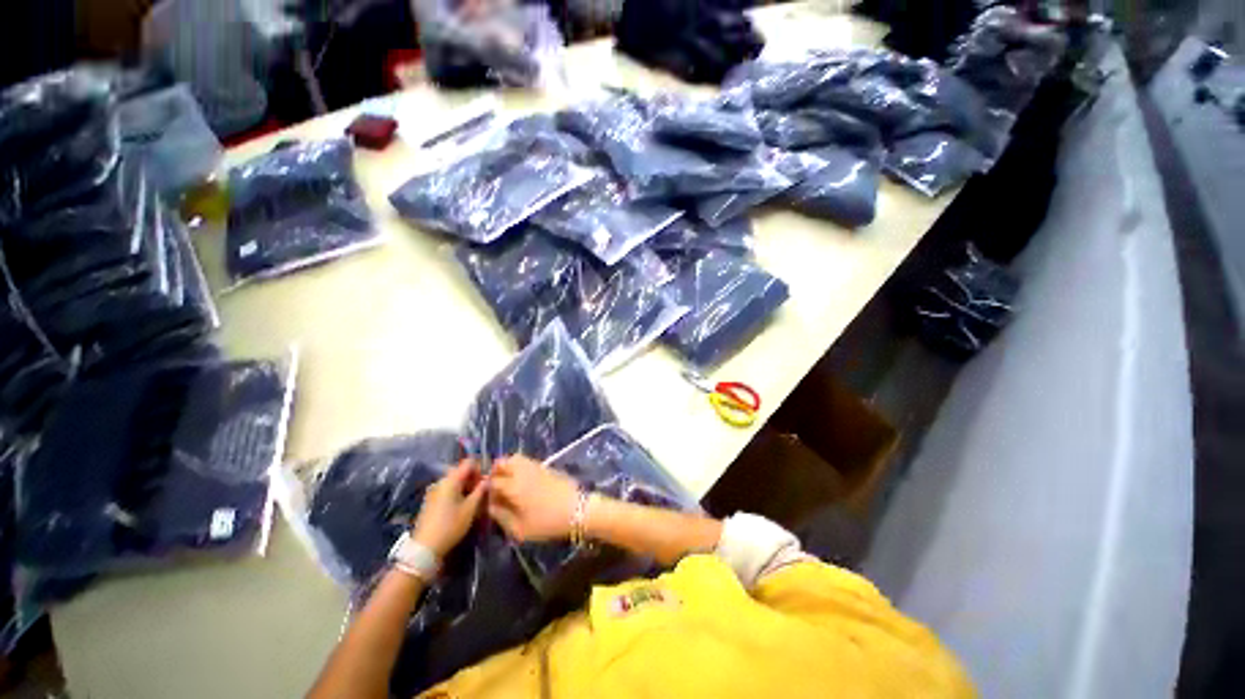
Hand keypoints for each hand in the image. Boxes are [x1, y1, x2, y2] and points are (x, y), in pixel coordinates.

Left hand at [411, 460, 486, 557]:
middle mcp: (441, 481)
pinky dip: (458, 493)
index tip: (487, 481)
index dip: (480, 468)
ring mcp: (434, 491)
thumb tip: (488, 479)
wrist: (425, 548)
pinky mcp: (431, 501)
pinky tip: (463, 505)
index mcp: (450, 480)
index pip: (468, 463)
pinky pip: (448, 490)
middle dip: (474, 478)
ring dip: (466, 486)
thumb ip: (481, 490)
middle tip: (482, 491)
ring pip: (455, 481)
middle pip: (461, 471)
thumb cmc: (450, 526)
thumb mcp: (470, 508)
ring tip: (475, 500)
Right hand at [488, 455, 579, 542]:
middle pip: (502, 462)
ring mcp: (536, 466)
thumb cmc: (547, 523)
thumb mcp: (519, 529)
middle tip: (495, 487)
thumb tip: (490, 505)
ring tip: (508, 483)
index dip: (486, 490)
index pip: (492, 481)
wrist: (578, 510)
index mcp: (513, 486)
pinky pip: (527, 461)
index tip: (487, 500)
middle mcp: (522, 471)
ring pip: (515, 458)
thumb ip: (501, 516)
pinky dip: (519, 466)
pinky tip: (522, 482)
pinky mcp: (546, 466)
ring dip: (507, 467)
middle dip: (495, 472)